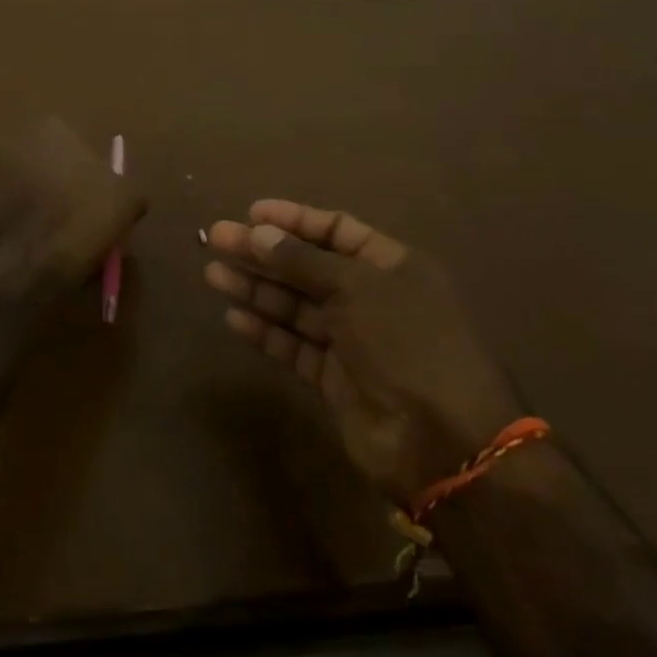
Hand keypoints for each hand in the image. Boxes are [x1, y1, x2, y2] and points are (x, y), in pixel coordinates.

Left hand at [0, 119, 145, 285]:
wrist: (29, 265)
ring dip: (41, 204)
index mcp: (51, 127)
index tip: (100, 201)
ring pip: (28, 187)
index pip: (78, 145)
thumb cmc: (82, 219)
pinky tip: (37, 246)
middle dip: (63, 185)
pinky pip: (10, 211)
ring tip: (59, 238)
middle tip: (81, 218)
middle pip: (50, 163)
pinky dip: (22, 223)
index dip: (91, 174)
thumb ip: (127, 187)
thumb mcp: (127, 201)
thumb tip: (125, 195)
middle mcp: (14, 140)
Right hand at [204, 201, 522, 505]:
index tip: (251, 213)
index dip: (294, 220)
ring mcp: (352, 341)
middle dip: (262, 253)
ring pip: (295, 306)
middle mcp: (371, 299)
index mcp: (391, 267)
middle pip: (307, 266)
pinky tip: (234, 318)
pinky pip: (294, 346)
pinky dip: (266, 332)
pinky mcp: (335, 379)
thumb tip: (257, 232)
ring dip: (255, 289)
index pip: (336, 230)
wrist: (443, 443)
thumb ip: (302, 260)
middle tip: (216, 239)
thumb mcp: (356, 288)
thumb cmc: (407, 343)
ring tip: (212, 274)